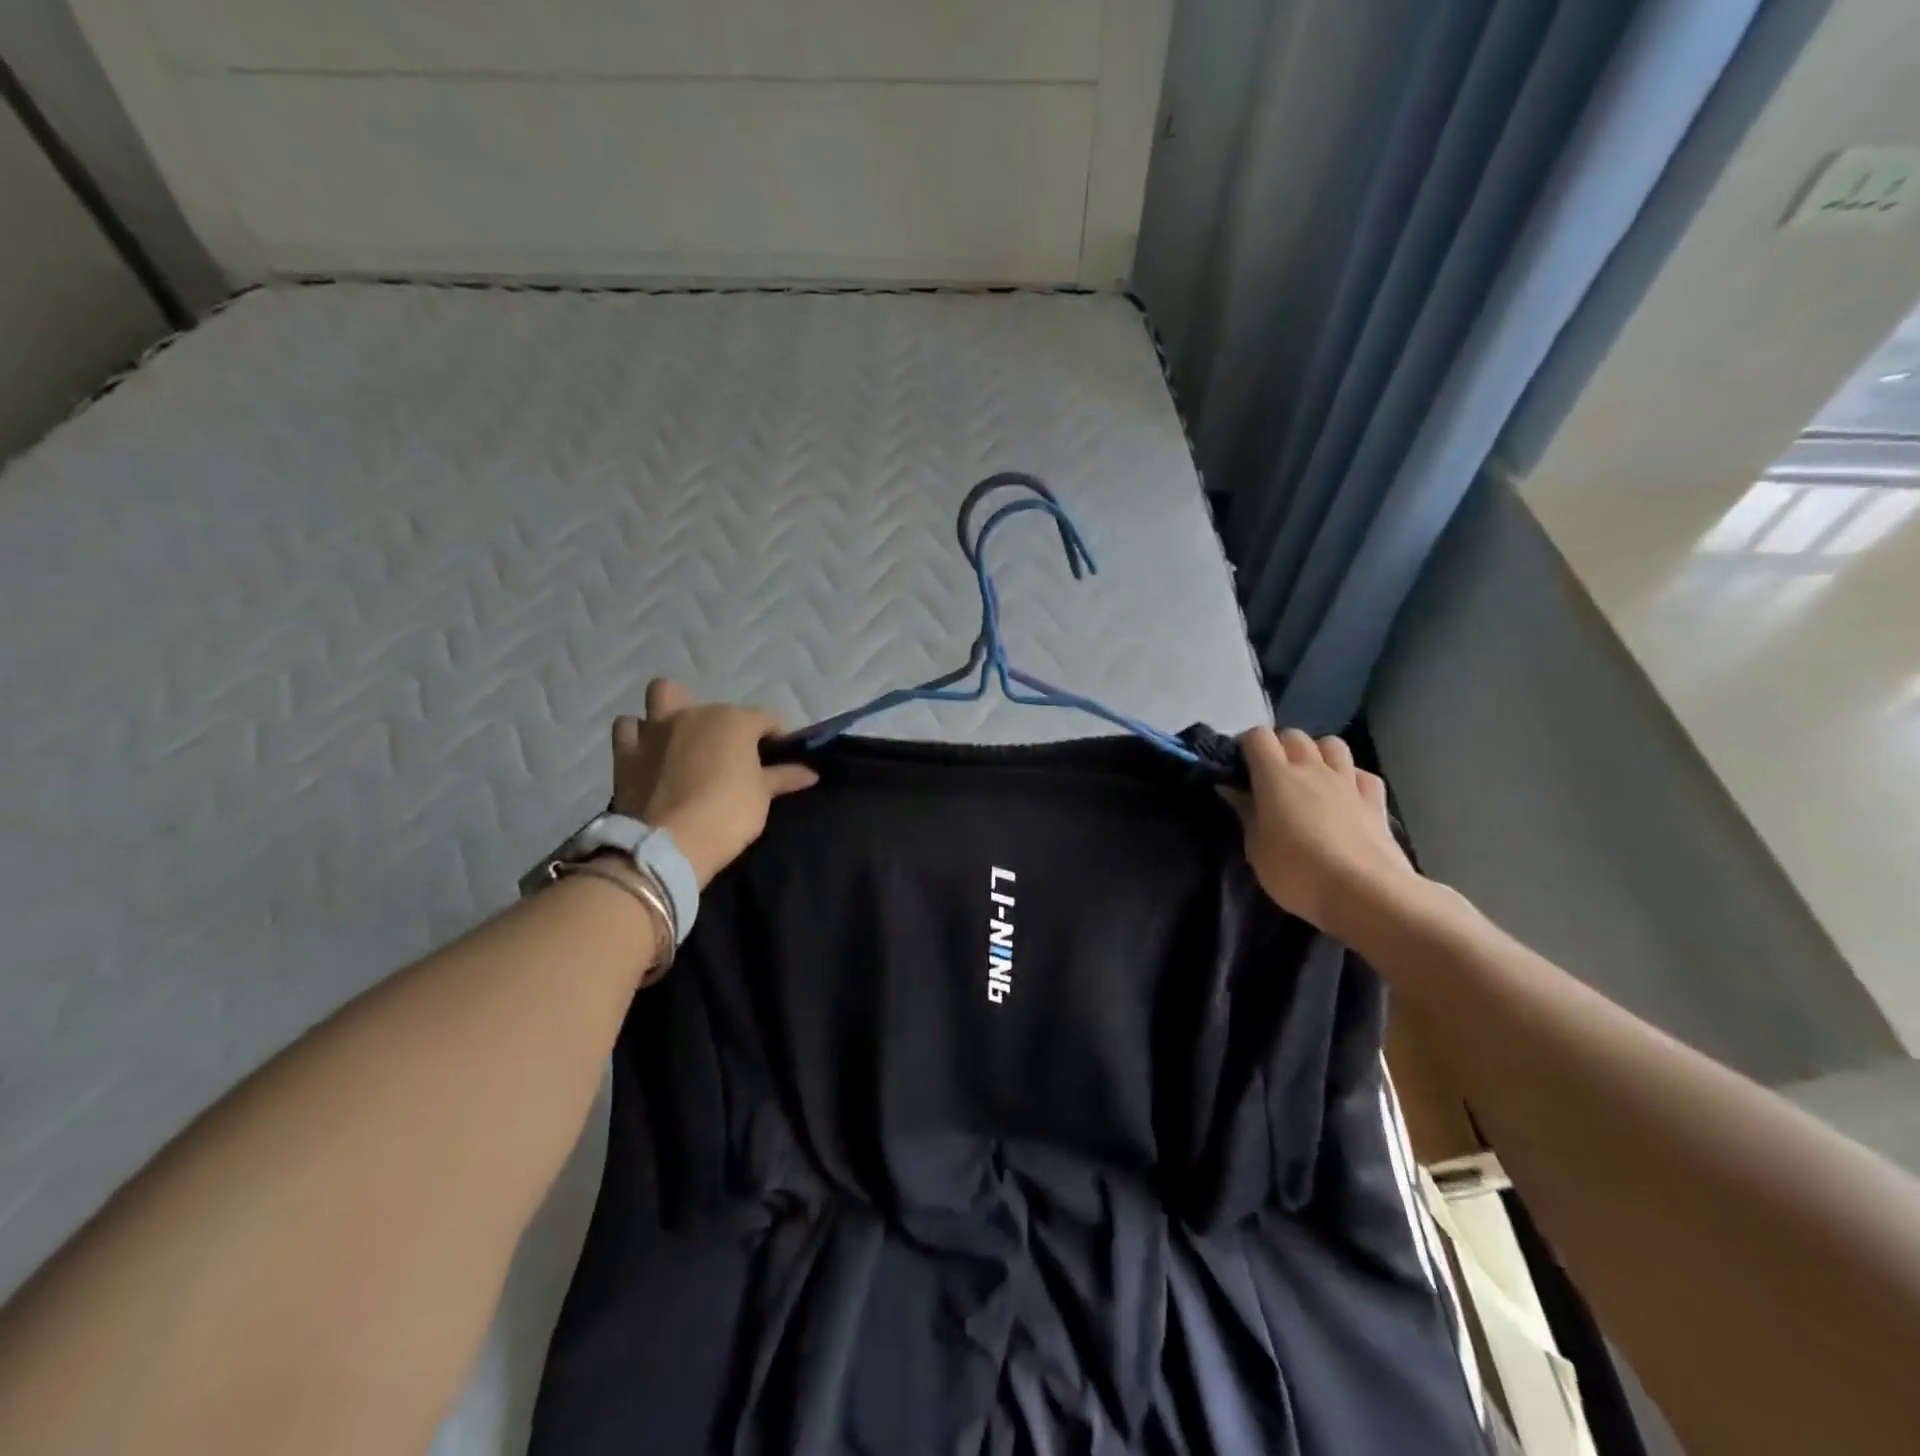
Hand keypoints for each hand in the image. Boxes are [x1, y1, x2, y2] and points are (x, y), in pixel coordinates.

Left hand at [611, 680, 818, 886]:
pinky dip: (639, 735)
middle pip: (719, 709)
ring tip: (684, 738)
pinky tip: (649, 752)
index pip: (767, 718)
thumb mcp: (762, 796)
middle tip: (733, 758)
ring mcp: (655, 728)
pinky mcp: (626, 751)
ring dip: (674, 711)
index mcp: (734, 720)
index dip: (777, 737)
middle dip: (728, 727)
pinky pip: (629, 728)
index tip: (781, 760)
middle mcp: (695, 713)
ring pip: (663, 696)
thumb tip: (810, 772)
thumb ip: (784, 777)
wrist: (668, 845)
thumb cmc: (727, 814)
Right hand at [1224, 728, 1423, 940]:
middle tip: (1271, 776)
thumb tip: (1231, 788)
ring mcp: (1348, 782)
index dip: (1247, 746)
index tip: (1240, 768)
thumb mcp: (1255, 848)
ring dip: (1318, 753)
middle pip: (1294, 735)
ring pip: (1332, 745)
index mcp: (1276, 776)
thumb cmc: (1296, 873)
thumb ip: (1245, 812)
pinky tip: (1345, 796)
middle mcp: (1313, 769)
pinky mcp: (1375, 801)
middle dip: (1280, 747)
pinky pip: (1362, 774)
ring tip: (1310, 779)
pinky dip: (1351, 778)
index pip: (1258, 737)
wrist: (1364, 894)